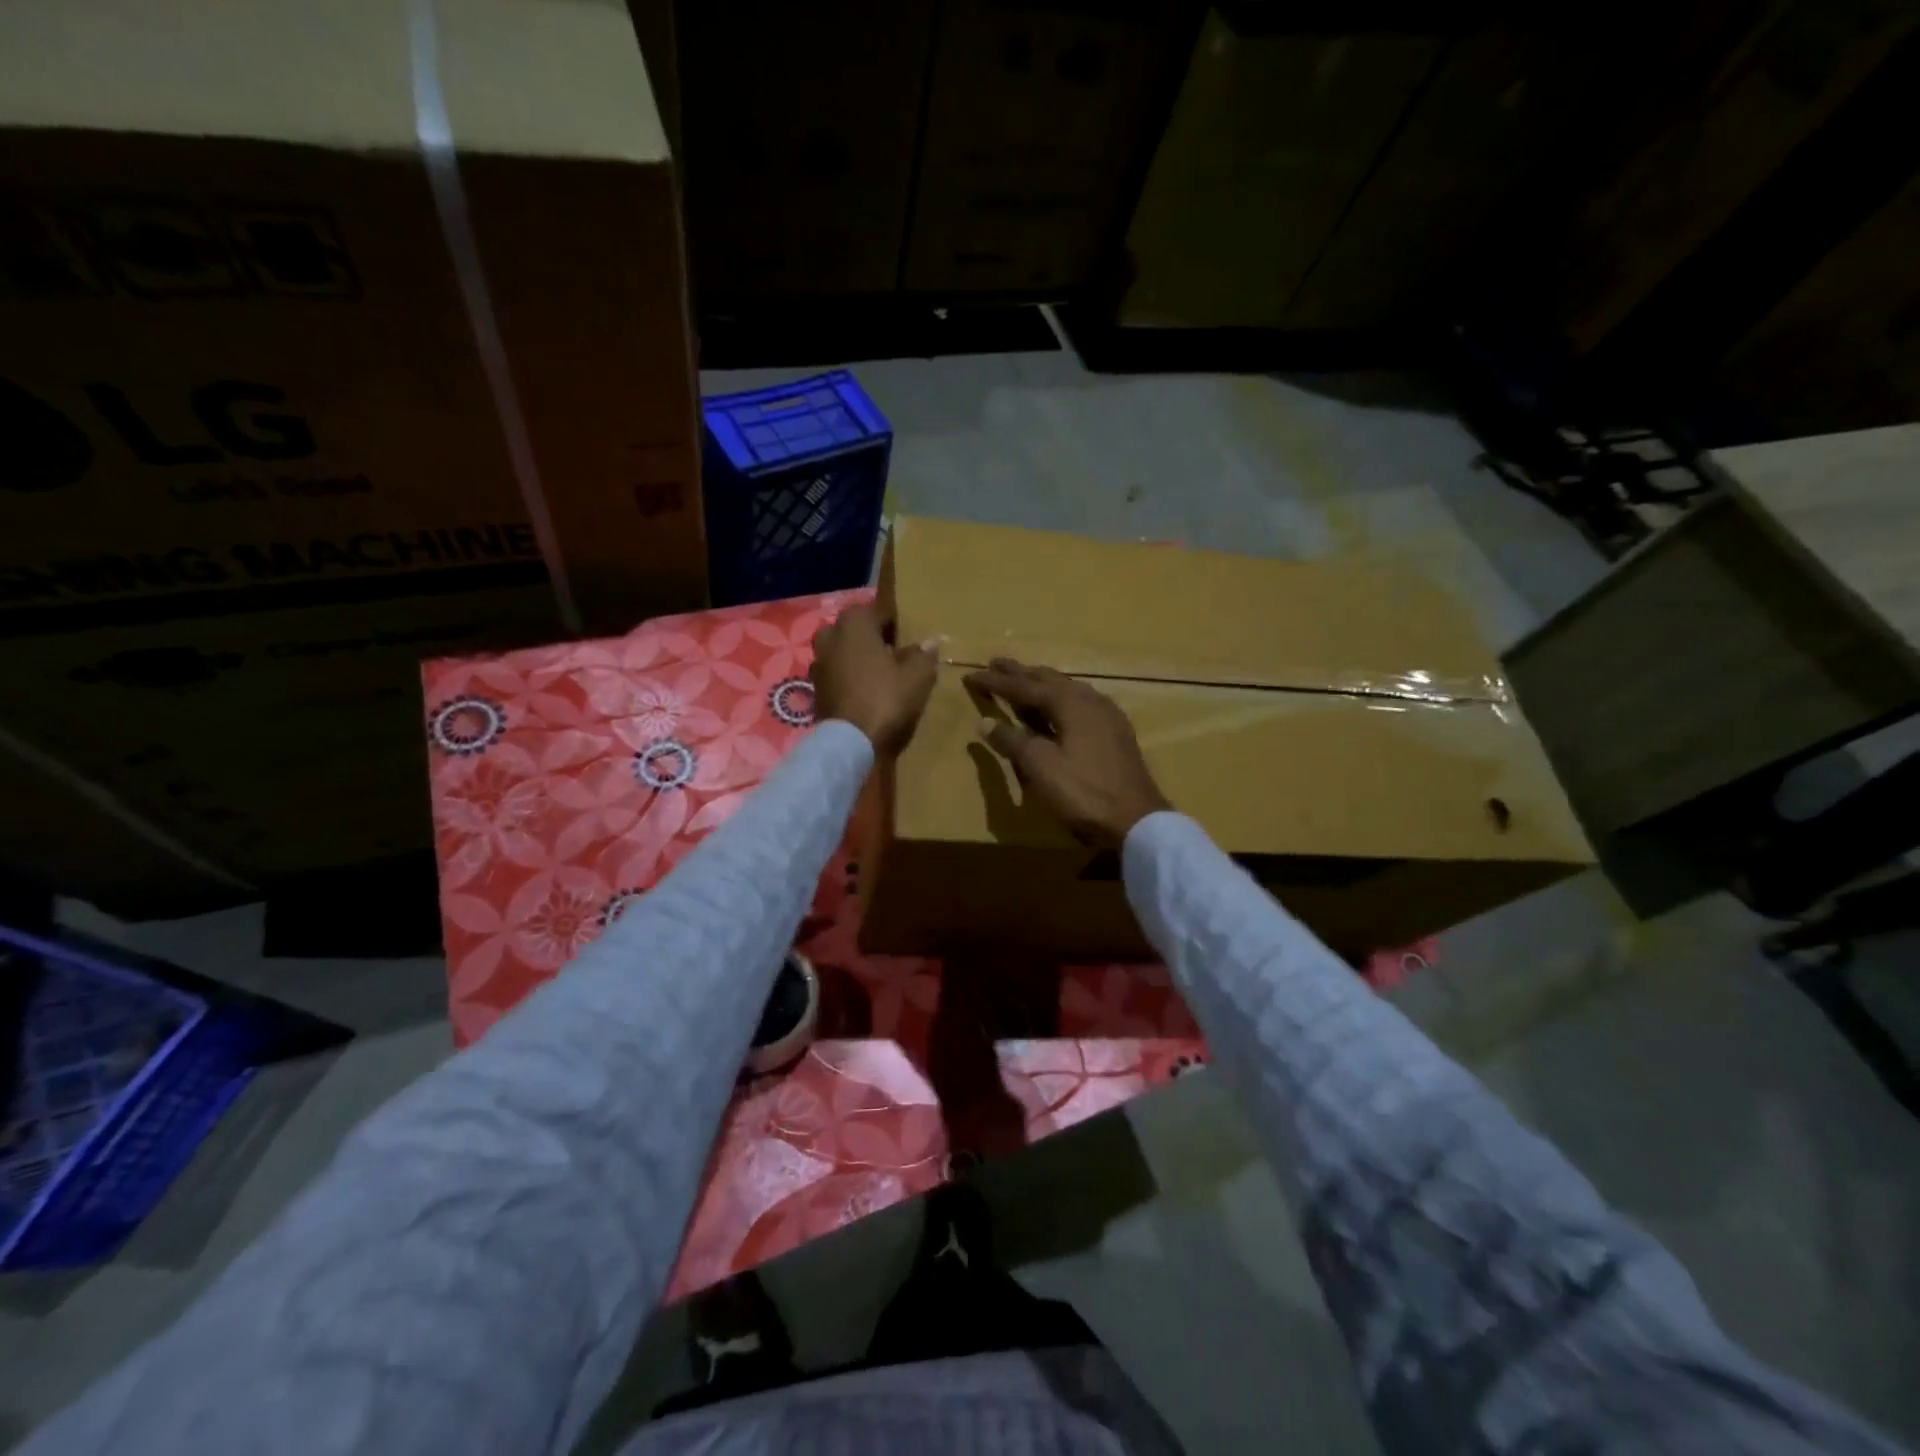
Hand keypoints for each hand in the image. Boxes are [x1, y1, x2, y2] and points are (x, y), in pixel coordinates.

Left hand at [810, 604, 938, 757]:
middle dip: (873, 638)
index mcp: (854, 622)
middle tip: (894, 653)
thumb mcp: (917, 676)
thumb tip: (930, 642)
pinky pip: (836, 672)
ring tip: (880, 673)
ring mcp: (818, 661)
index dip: (896, 623)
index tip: (908, 636)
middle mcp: (830, 634)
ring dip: (859, 657)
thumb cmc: (885, 698)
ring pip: (843, 650)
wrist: (849, 740)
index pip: (879, 610)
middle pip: (856, 629)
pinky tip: (865, 690)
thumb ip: (924, 654)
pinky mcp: (814, 686)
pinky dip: (848, 676)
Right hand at [965, 658, 1171, 847]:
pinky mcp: (1115, 732)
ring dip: (1041, 684)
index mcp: (1070, 702)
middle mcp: (1090, 699)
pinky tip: (1060, 707)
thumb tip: (986, 722)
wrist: (1138, 820)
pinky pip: (1080, 703)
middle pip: (1048, 679)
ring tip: (1024, 680)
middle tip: (996, 663)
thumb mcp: (1041, 767)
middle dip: (1020, 673)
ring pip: (1067, 689)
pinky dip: (1060, 699)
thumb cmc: (1084, 792)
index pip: (1024, 686)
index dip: (996, 682)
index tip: (971, 675)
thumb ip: (1012, 741)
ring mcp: (1107, 715)